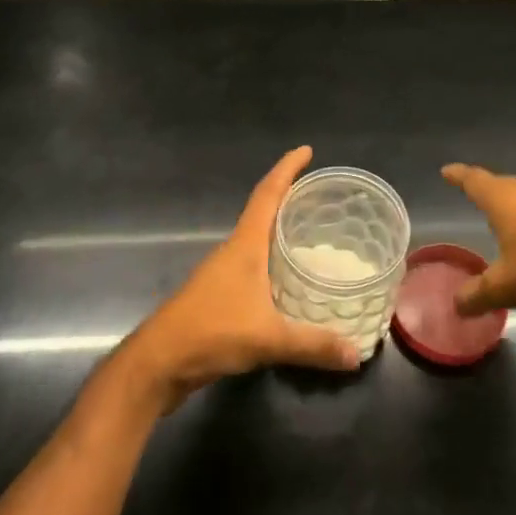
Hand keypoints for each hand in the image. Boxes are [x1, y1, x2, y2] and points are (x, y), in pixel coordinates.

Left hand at [120, 147, 360, 411]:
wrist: (157, 364)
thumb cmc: (210, 333)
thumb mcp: (267, 338)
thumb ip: (313, 344)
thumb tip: (358, 354)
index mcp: (244, 245)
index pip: (267, 194)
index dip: (286, 169)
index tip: (306, 150)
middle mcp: (233, 251)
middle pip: (263, 212)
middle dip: (289, 198)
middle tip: (322, 196)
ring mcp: (223, 274)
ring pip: (258, 241)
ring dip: (281, 232)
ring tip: (314, 234)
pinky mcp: (219, 297)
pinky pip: (254, 267)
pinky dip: (274, 263)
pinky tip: (290, 281)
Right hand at [441, 163, 515, 317]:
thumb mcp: (503, 288)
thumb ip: (476, 294)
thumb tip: (455, 304)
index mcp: (504, 202)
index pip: (475, 181)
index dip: (459, 176)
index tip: (447, 171)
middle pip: (501, 184)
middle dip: (485, 187)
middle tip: (472, 190)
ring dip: (511, 202)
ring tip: (502, 212)